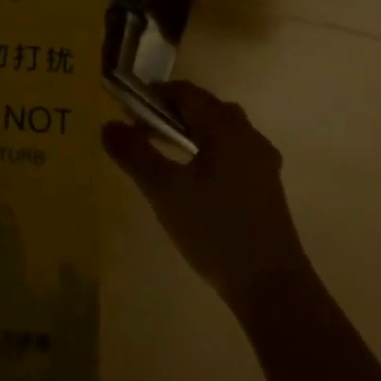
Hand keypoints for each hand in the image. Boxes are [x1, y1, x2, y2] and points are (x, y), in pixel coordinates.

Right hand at [102, 80, 309, 308]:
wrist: (272, 287)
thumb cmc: (215, 230)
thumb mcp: (165, 191)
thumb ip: (134, 154)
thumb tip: (107, 125)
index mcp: (226, 128)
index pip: (187, 93)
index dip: (155, 95)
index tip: (128, 111)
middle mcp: (249, 136)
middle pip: (206, 108)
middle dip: (172, 113)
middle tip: (143, 133)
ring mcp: (262, 162)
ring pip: (222, 130)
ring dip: (192, 132)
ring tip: (166, 153)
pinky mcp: (267, 186)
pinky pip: (233, 152)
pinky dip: (209, 151)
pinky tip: (195, 179)